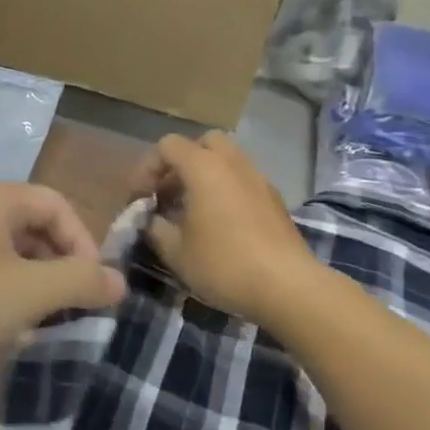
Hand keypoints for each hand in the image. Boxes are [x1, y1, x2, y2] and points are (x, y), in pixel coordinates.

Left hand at [0, 181, 125, 370]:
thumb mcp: (29, 290)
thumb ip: (80, 282)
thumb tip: (119, 282)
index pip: (57, 204)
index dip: (83, 241)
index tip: (92, 286)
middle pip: (33, 230)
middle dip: (59, 267)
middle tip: (72, 307)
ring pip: (7, 259)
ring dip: (32, 288)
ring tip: (42, 324)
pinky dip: (1, 301)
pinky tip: (4, 333)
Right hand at [131, 131, 318, 326]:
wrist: (287, 286)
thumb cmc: (223, 264)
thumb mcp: (175, 252)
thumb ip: (155, 228)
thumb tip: (152, 220)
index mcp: (204, 167)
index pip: (168, 146)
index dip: (148, 169)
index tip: (142, 200)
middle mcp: (233, 163)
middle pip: (203, 143)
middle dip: (182, 164)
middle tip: (170, 194)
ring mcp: (259, 179)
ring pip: (227, 161)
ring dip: (206, 177)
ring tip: (193, 211)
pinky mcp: (275, 200)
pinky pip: (243, 181)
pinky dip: (227, 190)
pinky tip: (221, 225)